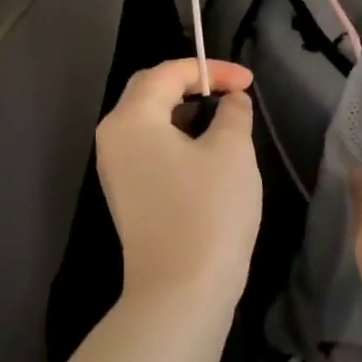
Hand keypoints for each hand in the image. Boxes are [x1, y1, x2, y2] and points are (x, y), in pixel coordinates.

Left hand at [96, 58, 261, 310]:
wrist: (181, 291)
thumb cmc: (209, 211)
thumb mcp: (232, 151)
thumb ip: (233, 113)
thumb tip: (232, 101)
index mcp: (131, 119)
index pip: (167, 73)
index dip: (211, 70)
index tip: (249, 82)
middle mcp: (113, 138)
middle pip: (149, 92)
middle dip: (192, 84)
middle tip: (232, 92)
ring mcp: (115, 170)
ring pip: (148, 122)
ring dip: (185, 112)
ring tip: (224, 119)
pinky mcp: (126, 196)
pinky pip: (149, 150)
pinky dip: (176, 138)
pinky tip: (206, 152)